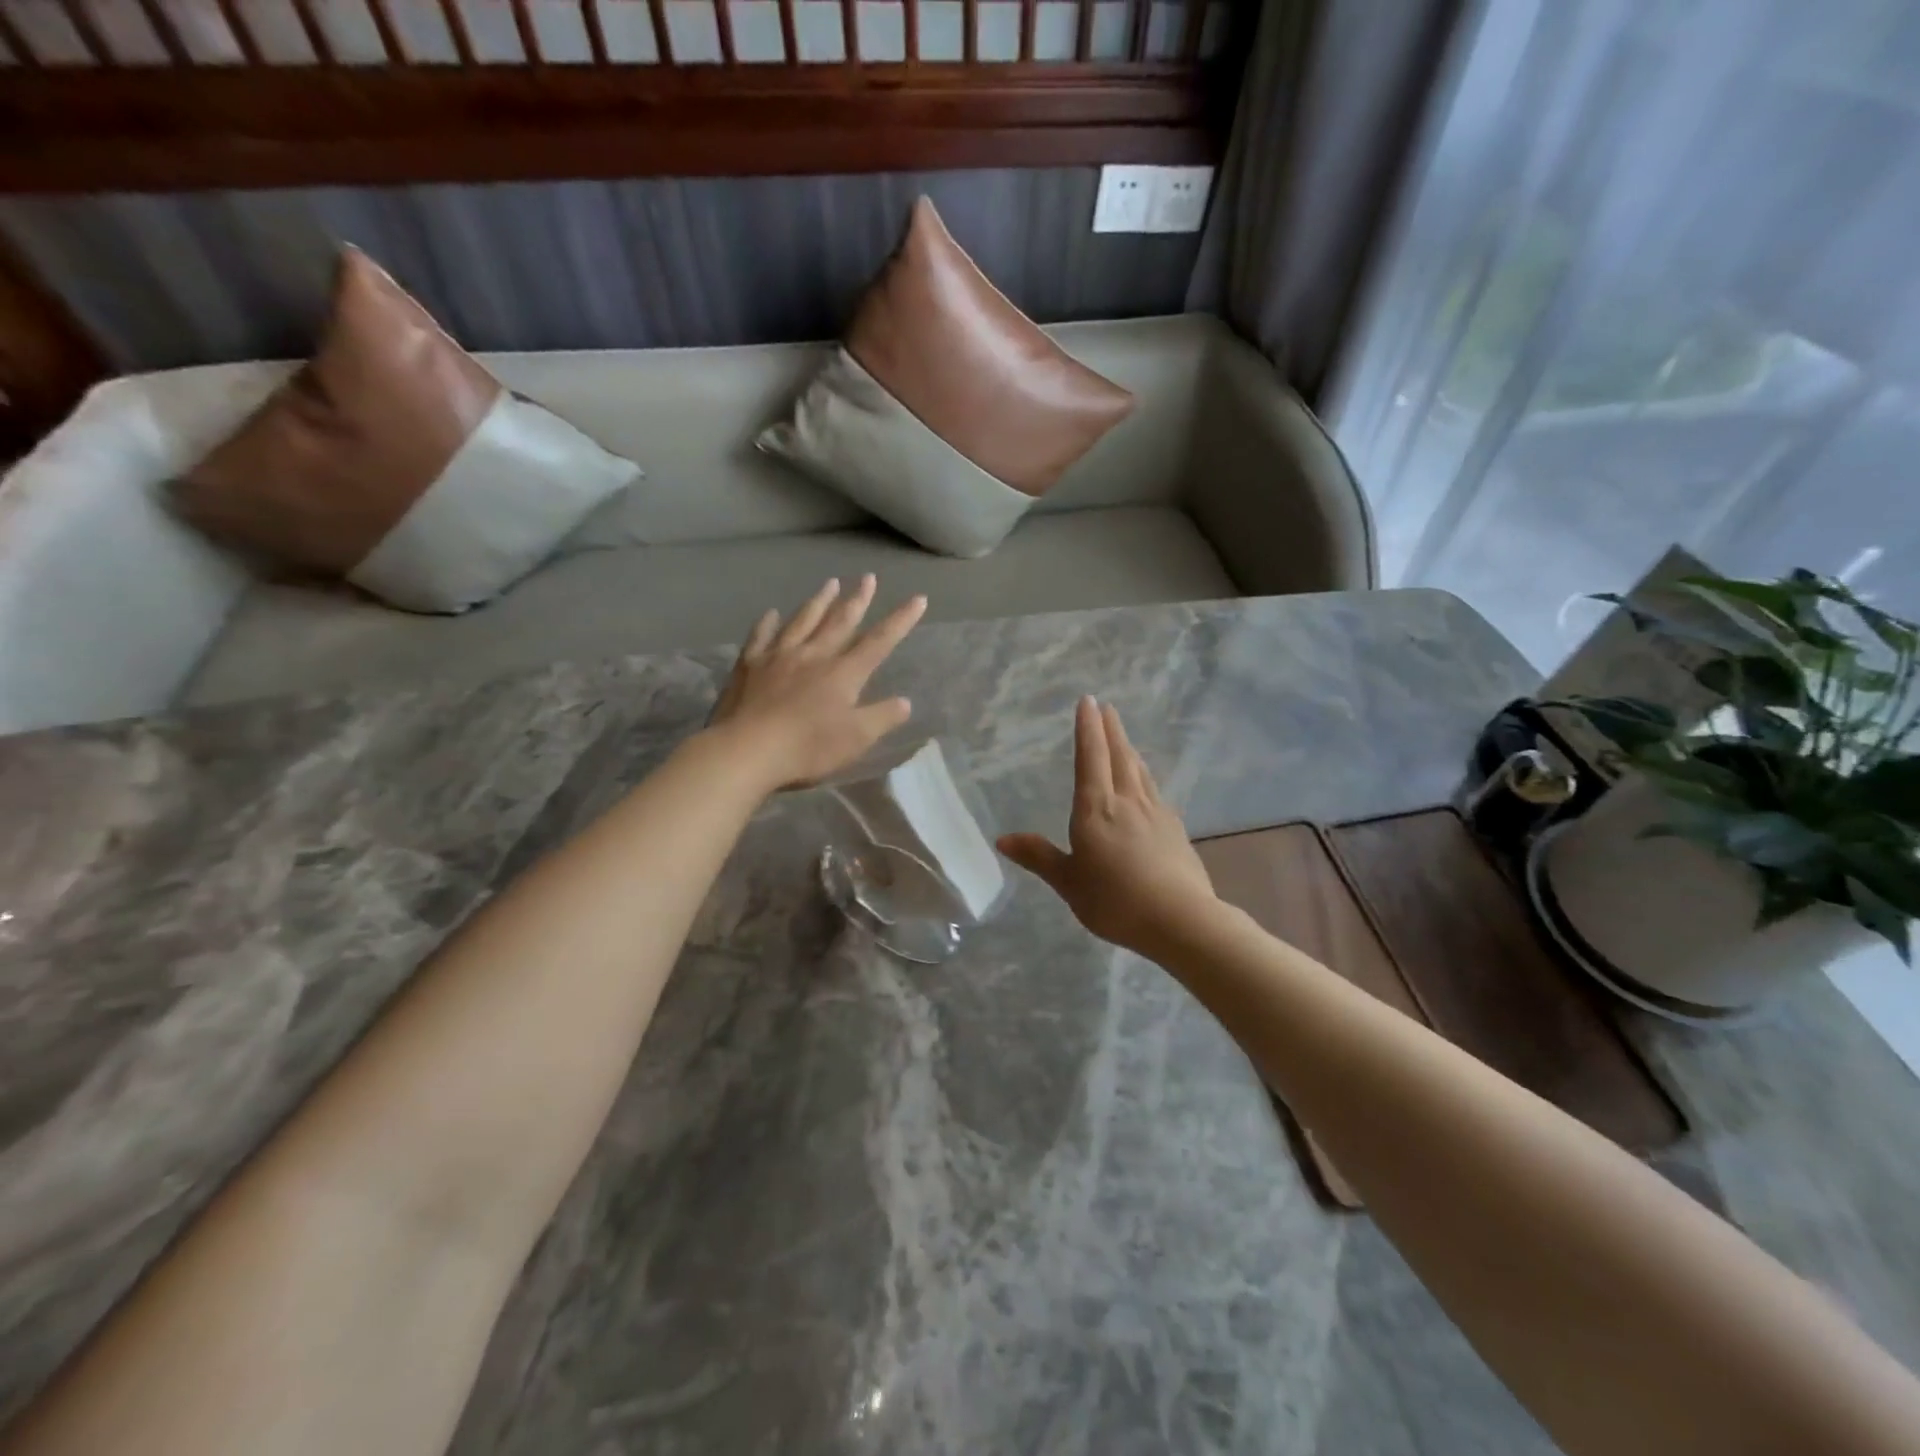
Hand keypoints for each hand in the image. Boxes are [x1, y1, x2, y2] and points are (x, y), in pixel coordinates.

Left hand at [707, 575, 925, 789]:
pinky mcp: (749, 665)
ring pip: (803, 620)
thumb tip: (905, 702)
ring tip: (830, 583)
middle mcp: (814, 655)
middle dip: (857, 599)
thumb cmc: (808, 747)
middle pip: (840, 621)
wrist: (748, 750)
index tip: (918, 599)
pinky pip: (761, 636)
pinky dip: (768, 622)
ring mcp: (778, 656)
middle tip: (868, 578)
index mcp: (843, 673)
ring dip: (819, 601)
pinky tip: (772, 613)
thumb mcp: (856, 739)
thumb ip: (882, 717)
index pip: (879, 642)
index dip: (901, 620)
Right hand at [998, 697, 1217, 956]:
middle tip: (1108, 707)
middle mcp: (1127, 801)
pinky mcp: (1175, 829)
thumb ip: (1038, 857)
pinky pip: (1154, 791)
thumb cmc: (1115, 900)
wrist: (1180, 919)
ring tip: (1124, 738)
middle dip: (1111, 730)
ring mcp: (1156, 813)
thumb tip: (1002, 839)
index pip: (1090, 758)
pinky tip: (1147, 785)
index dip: (1087, 729)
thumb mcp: (1068, 882)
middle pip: (1119, 756)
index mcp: (1096, 809)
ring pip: (1140, 771)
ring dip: (1129, 749)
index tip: (1088, 701)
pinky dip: (1145, 777)